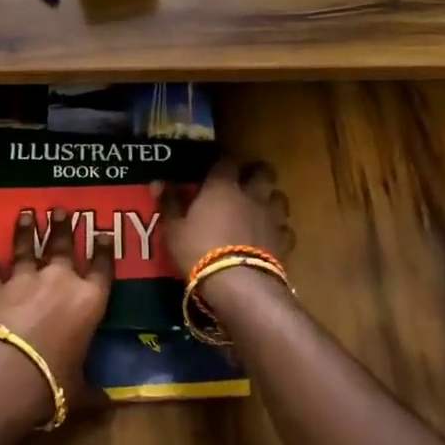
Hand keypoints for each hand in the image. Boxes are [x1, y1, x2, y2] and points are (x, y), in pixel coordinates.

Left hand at [0, 207, 111, 425]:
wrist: (7, 372)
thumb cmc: (54, 381)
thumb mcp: (80, 390)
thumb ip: (93, 392)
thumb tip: (109, 407)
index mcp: (90, 301)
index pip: (102, 268)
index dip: (104, 250)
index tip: (103, 232)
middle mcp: (60, 281)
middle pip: (63, 246)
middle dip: (63, 227)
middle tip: (61, 209)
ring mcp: (26, 280)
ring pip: (27, 248)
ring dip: (26, 231)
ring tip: (26, 214)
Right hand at [155, 160, 293, 282]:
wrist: (239, 284)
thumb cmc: (200, 250)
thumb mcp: (174, 228)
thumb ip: (169, 202)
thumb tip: (158, 181)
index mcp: (223, 186)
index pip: (226, 161)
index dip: (220, 162)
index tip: (214, 168)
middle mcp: (251, 194)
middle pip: (263, 172)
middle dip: (256, 173)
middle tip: (244, 183)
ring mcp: (271, 217)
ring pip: (279, 197)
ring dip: (270, 199)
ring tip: (260, 208)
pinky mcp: (284, 241)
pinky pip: (285, 229)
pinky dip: (278, 230)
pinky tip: (269, 237)